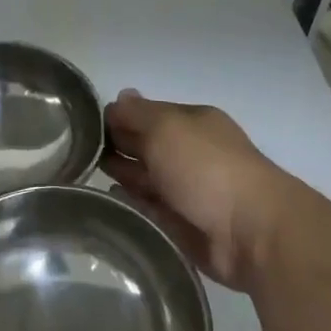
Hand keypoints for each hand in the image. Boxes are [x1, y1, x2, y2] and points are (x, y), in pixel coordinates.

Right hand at [103, 91, 308, 291]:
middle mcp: (191, 154)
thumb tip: (119, 98)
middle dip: (118, 145)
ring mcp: (189, 191)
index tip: (86, 125)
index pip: (148, 114)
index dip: (120, 117)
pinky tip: (111, 199)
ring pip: (148, 178)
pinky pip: (152, 211)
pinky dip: (133, 204)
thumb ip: (137, 114)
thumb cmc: (206, 167)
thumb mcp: (166, 127)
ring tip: (87, 173)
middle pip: (147, 145)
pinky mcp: (184, 227)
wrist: (250, 232)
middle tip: (80, 150)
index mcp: (192, 123)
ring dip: (124, 174)